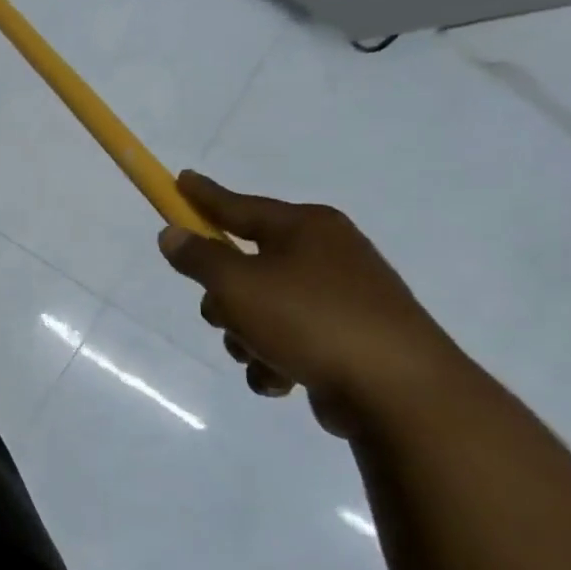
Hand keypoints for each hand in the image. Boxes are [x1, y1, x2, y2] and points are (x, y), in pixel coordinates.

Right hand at [157, 171, 464, 436]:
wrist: (397, 390)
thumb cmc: (309, 320)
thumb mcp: (236, 284)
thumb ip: (199, 258)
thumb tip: (173, 234)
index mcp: (305, 229)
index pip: (239, 206)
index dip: (203, 196)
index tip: (180, 179)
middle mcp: (325, 254)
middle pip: (244, 265)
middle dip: (223, 297)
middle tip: (221, 313)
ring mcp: (339, 298)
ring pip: (259, 308)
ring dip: (245, 336)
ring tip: (258, 355)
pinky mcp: (345, 338)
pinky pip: (286, 341)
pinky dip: (274, 360)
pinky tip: (282, 379)